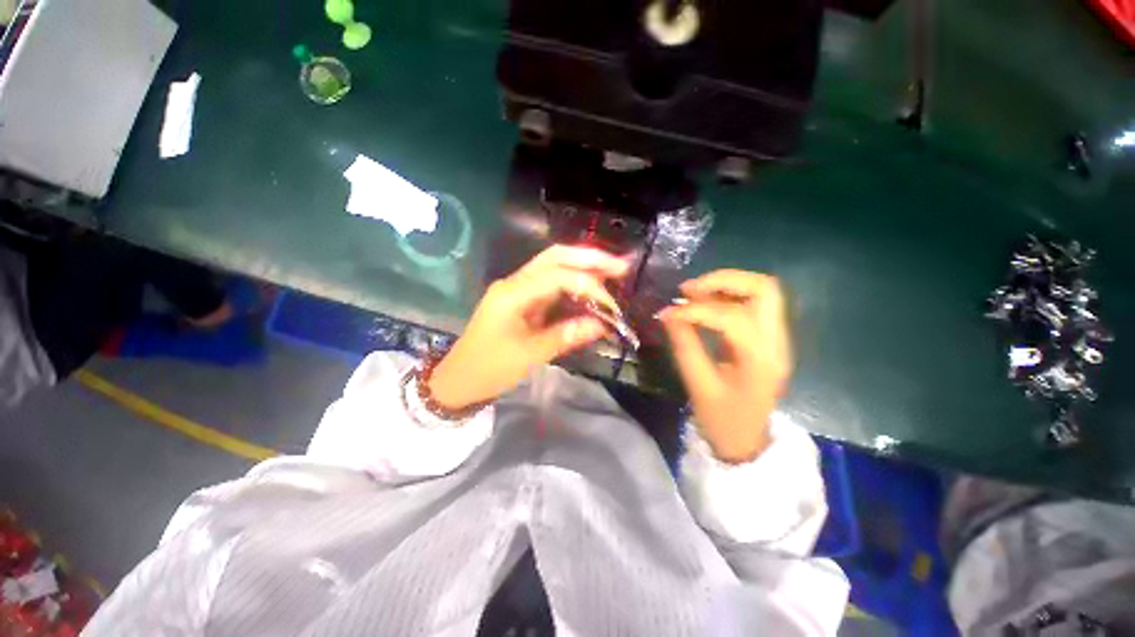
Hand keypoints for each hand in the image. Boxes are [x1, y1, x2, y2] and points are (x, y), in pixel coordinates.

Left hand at [428, 246, 628, 409]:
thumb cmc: (489, 369)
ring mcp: (518, 288)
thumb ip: (566, 336)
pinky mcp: (522, 299)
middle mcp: (515, 282)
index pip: (558, 276)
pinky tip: (591, 289)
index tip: (612, 307)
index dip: (589, 286)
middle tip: (621, 266)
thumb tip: (602, 325)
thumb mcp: (529, 355)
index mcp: (513, 293)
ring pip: (554, 266)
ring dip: (583, 267)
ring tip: (613, 273)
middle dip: (589, 259)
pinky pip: (551, 284)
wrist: (458, 379)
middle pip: (555, 257)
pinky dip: (573, 284)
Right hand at [658, 270, 792, 462]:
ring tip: (693, 292)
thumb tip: (668, 313)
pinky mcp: (768, 338)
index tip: (668, 313)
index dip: (696, 310)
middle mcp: (777, 342)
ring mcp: (777, 338)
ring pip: (762, 291)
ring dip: (727, 284)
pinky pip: (754, 303)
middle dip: (724, 280)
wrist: (747, 441)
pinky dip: (729, 295)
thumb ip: (684, 345)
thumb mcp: (698, 385)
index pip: (732, 317)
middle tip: (689, 289)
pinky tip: (705, 302)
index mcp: (760, 360)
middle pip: (764, 289)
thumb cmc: (722, 420)